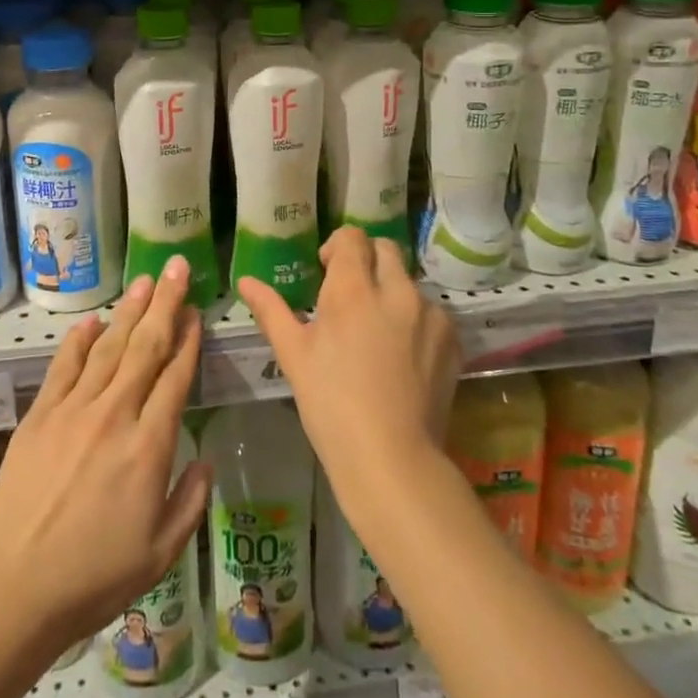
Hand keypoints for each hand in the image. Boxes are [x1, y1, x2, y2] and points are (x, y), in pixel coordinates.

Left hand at [0, 256, 210, 648]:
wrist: (15, 590)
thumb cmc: (94, 577)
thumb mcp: (161, 553)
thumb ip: (190, 501)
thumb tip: (205, 460)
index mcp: (149, 446)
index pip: (175, 377)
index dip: (188, 340)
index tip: (196, 312)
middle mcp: (115, 414)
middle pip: (146, 347)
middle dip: (165, 303)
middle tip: (176, 267)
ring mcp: (74, 410)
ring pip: (108, 346)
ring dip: (129, 310)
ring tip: (144, 281)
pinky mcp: (40, 415)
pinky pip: (64, 365)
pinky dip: (79, 338)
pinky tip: (93, 319)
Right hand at [239, 227, 459, 522]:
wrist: (391, 459)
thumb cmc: (331, 405)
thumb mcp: (293, 356)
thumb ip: (271, 310)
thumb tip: (246, 280)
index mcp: (353, 289)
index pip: (351, 238)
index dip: (337, 248)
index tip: (326, 272)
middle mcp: (396, 290)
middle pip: (385, 249)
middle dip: (367, 260)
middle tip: (351, 295)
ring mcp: (429, 314)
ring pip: (409, 282)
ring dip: (392, 292)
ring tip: (377, 331)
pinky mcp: (452, 339)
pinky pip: (431, 313)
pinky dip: (415, 321)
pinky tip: (402, 356)